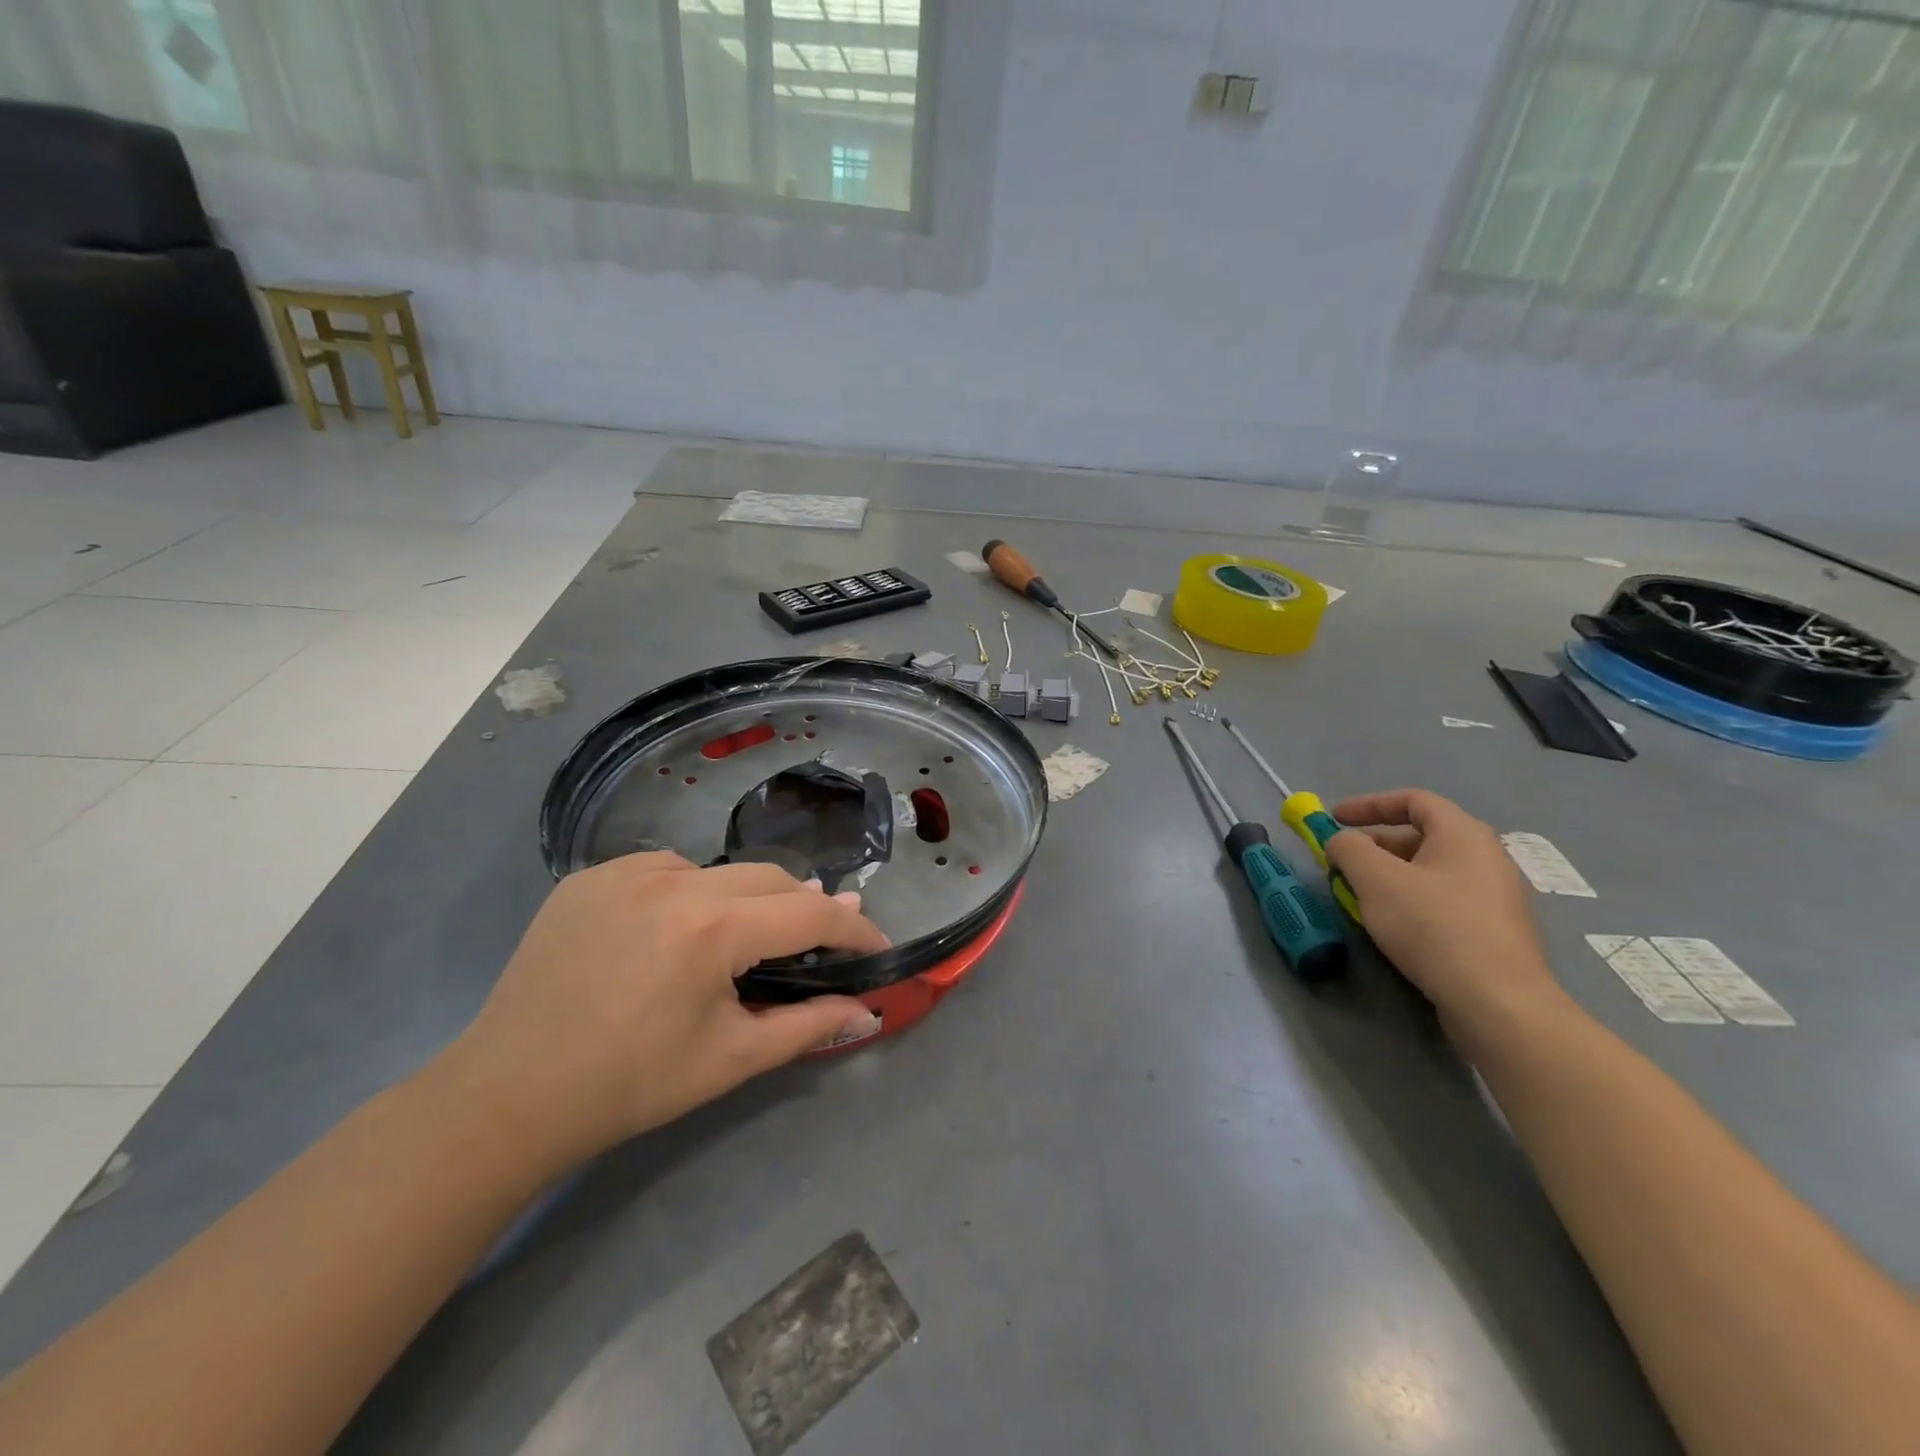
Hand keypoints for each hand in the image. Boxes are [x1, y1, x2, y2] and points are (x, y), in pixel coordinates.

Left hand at [432, 854, 887, 1174]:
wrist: (507, 1096)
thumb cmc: (630, 1085)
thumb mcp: (730, 1059)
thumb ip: (808, 1026)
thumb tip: (868, 1013)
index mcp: (712, 929)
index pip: (809, 911)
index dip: (852, 929)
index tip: (875, 945)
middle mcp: (674, 881)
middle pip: (769, 878)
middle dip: (802, 908)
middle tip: (815, 945)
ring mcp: (625, 871)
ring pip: (716, 870)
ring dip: (743, 899)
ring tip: (735, 944)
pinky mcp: (589, 876)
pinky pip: (663, 869)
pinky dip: (687, 892)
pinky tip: (672, 931)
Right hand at [1325, 789, 1562, 1026]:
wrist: (1497, 1002)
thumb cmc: (1433, 926)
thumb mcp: (1375, 879)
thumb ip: (1349, 848)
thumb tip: (1341, 842)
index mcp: (1463, 834)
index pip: (1413, 800)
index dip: (1368, 805)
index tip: (1333, 819)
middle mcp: (1486, 857)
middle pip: (1420, 836)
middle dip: (1373, 845)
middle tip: (1340, 864)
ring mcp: (1494, 896)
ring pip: (1428, 871)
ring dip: (1387, 876)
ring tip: (1358, 897)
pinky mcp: (1492, 930)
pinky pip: (1441, 900)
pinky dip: (1408, 900)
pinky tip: (1390, 926)